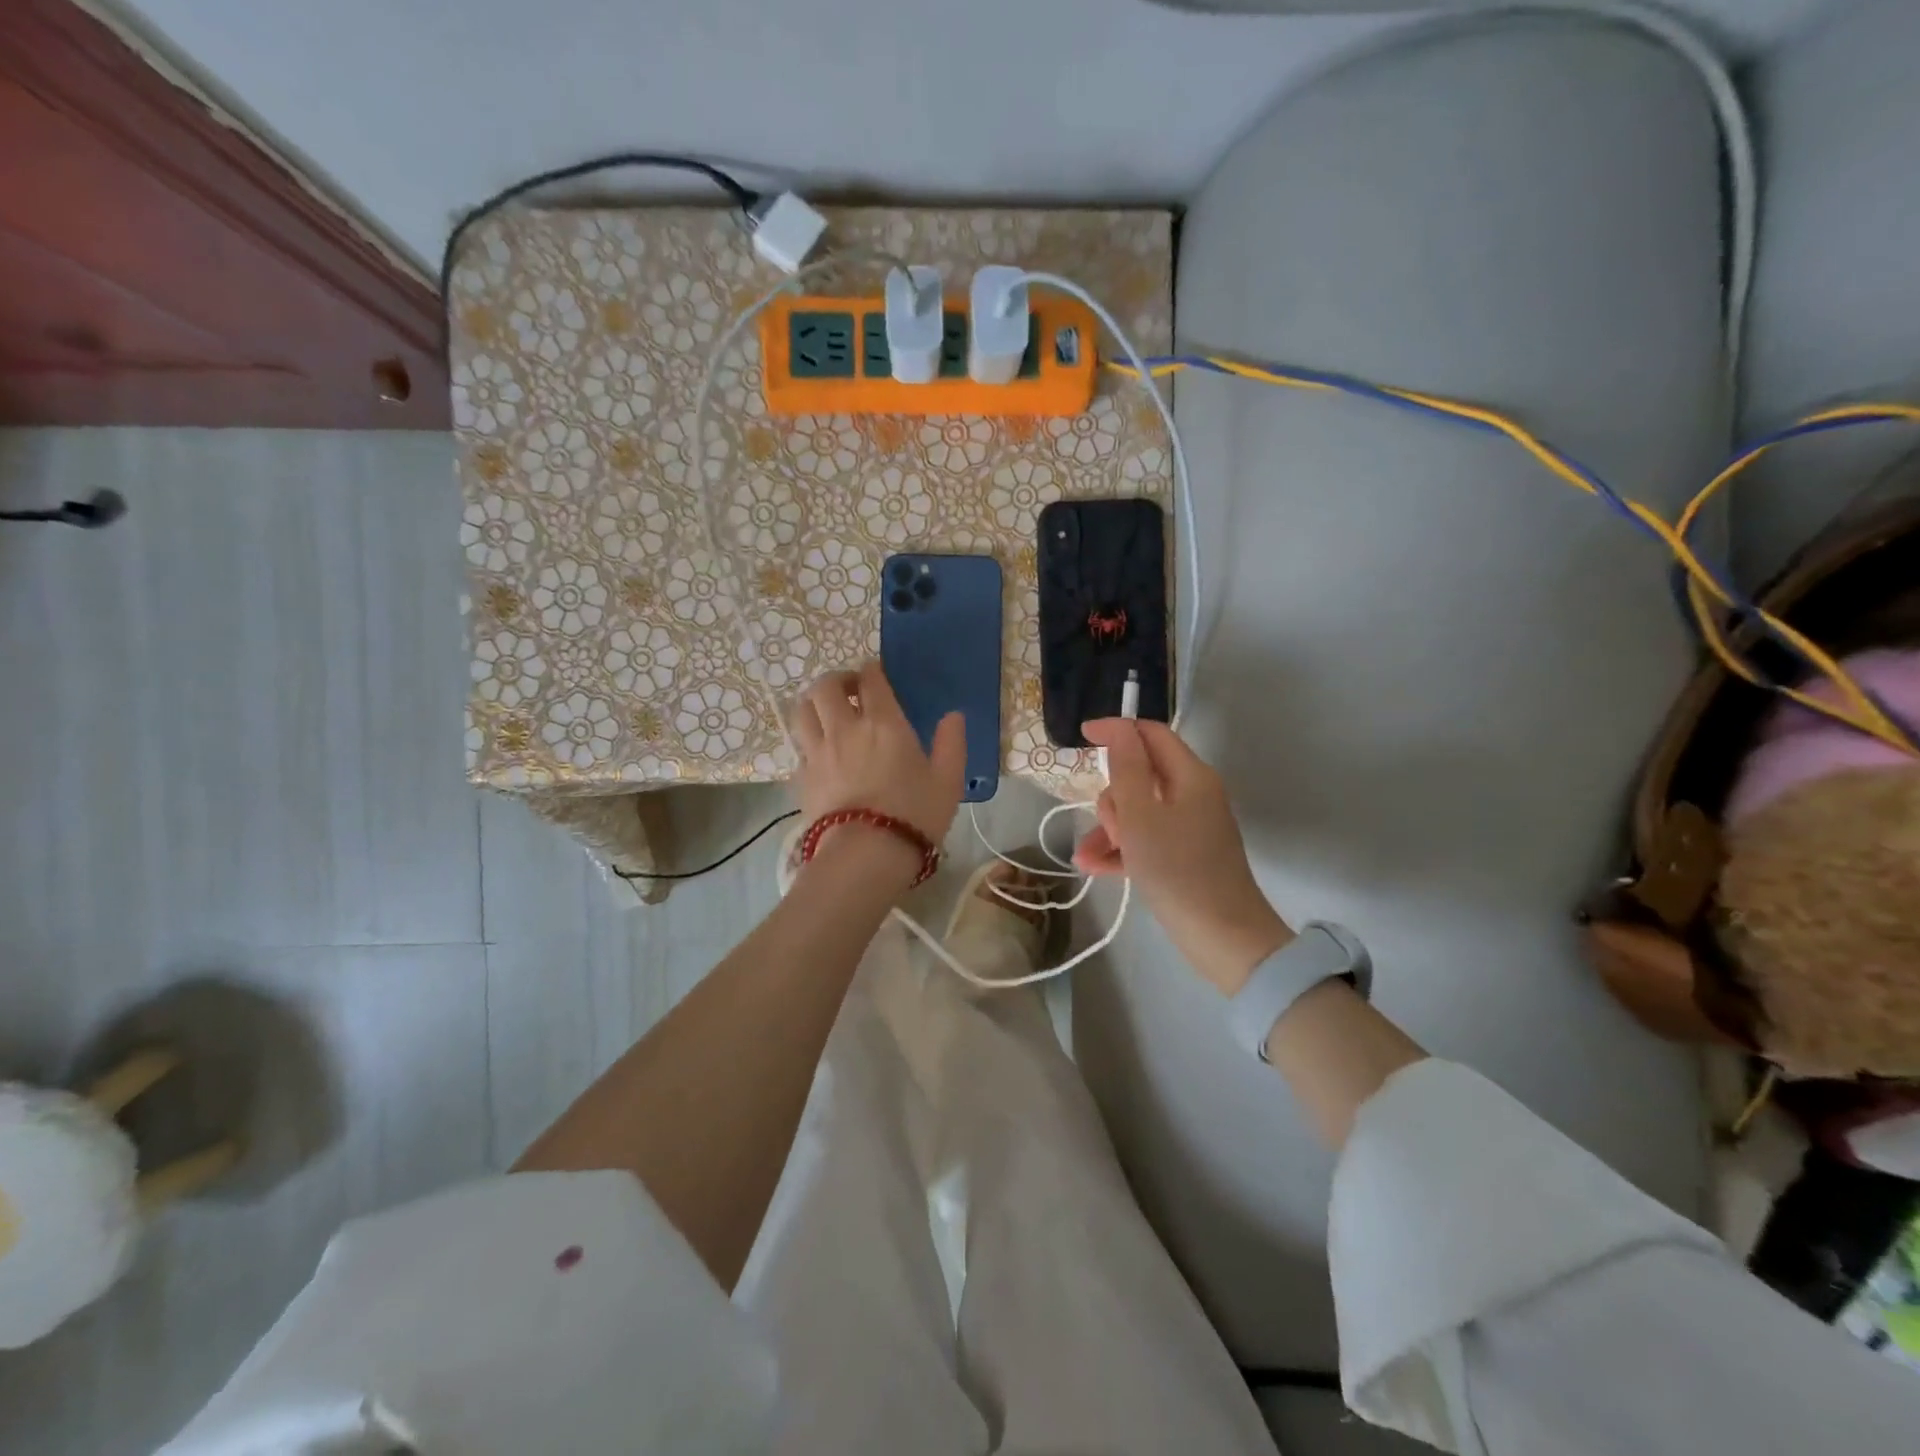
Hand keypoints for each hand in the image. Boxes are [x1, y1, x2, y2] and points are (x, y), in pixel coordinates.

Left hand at [791, 662, 964, 875]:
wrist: (866, 855)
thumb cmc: (915, 815)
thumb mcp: (948, 781)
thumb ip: (951, 744)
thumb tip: (953, 716)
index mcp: (883, 723)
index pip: (871, 680)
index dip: (872, 670)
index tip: (876, 673)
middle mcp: (845, 728)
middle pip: (825, 687)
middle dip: (837, 680)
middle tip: (851, 690)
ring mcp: (818, 752)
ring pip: (803, 711)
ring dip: (814, 704)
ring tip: (827, 713)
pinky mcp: (802, 777)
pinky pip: (800, 747)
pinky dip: (809, 741)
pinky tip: (821, 753)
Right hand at [1075, 718, 1292, 994]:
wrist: (1223, 938)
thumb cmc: (1177, 870)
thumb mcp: (1140, 816)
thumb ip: (1126, 768)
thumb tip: (1118, 728)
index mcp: (1190, 776)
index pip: (1150, 734)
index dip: (1116, 730)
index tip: (1081, 737)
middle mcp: (1193, 794)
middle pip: (1140, 775)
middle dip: (1112, 797)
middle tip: (1109, 827)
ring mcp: (1189, 826)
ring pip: (1138, 811)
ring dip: (1109, 828)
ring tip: (1086, 857)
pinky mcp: (1184, 855)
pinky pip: (1146, 839)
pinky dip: (1122, 849)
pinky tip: (1094, 867)